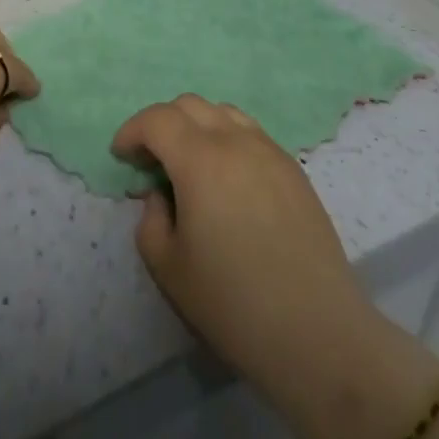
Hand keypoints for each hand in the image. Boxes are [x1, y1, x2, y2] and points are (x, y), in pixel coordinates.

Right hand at [112, 95, 438, 438]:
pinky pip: (251, 133)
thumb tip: (161, 196)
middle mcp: (235, 141)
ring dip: (197, 126)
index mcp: (200, 159)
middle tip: (151, 161)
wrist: (316, 332)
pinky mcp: (294, 169)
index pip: (157, 119)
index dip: (132, 131)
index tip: (122, 155)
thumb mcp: (168, 267)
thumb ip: (150, 220)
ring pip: (223, 113)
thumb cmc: (233, 303)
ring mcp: (269, 151)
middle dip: (162, 124)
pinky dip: (227, 139)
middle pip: (189, 105)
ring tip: (190, 164)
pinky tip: (227, 179)